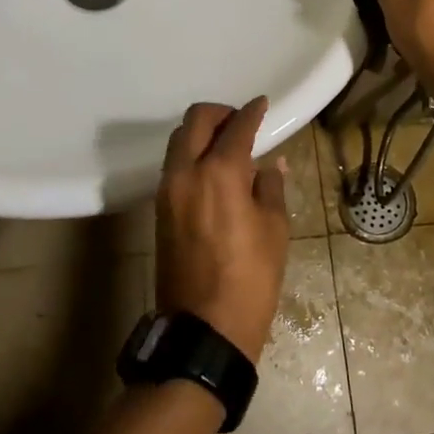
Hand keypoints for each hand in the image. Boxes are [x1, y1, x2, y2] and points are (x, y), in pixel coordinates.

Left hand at [155, 97, 289, 362]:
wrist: (203, 328)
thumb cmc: (251, 279)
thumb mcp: (274, 231)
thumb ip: (270, 188)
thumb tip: (271, 164)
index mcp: (220, 173)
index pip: (236, 127)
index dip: (252, 112)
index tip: (262, 104)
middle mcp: (186, 172)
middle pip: (195, 121)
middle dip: (220, 113)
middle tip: (241, 121)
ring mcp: (167, 190)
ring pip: (178, 141)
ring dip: (201, 133)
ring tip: (227, 146)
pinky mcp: (159, 209)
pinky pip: (174, 166)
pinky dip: (191, 155)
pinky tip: (213, 171)